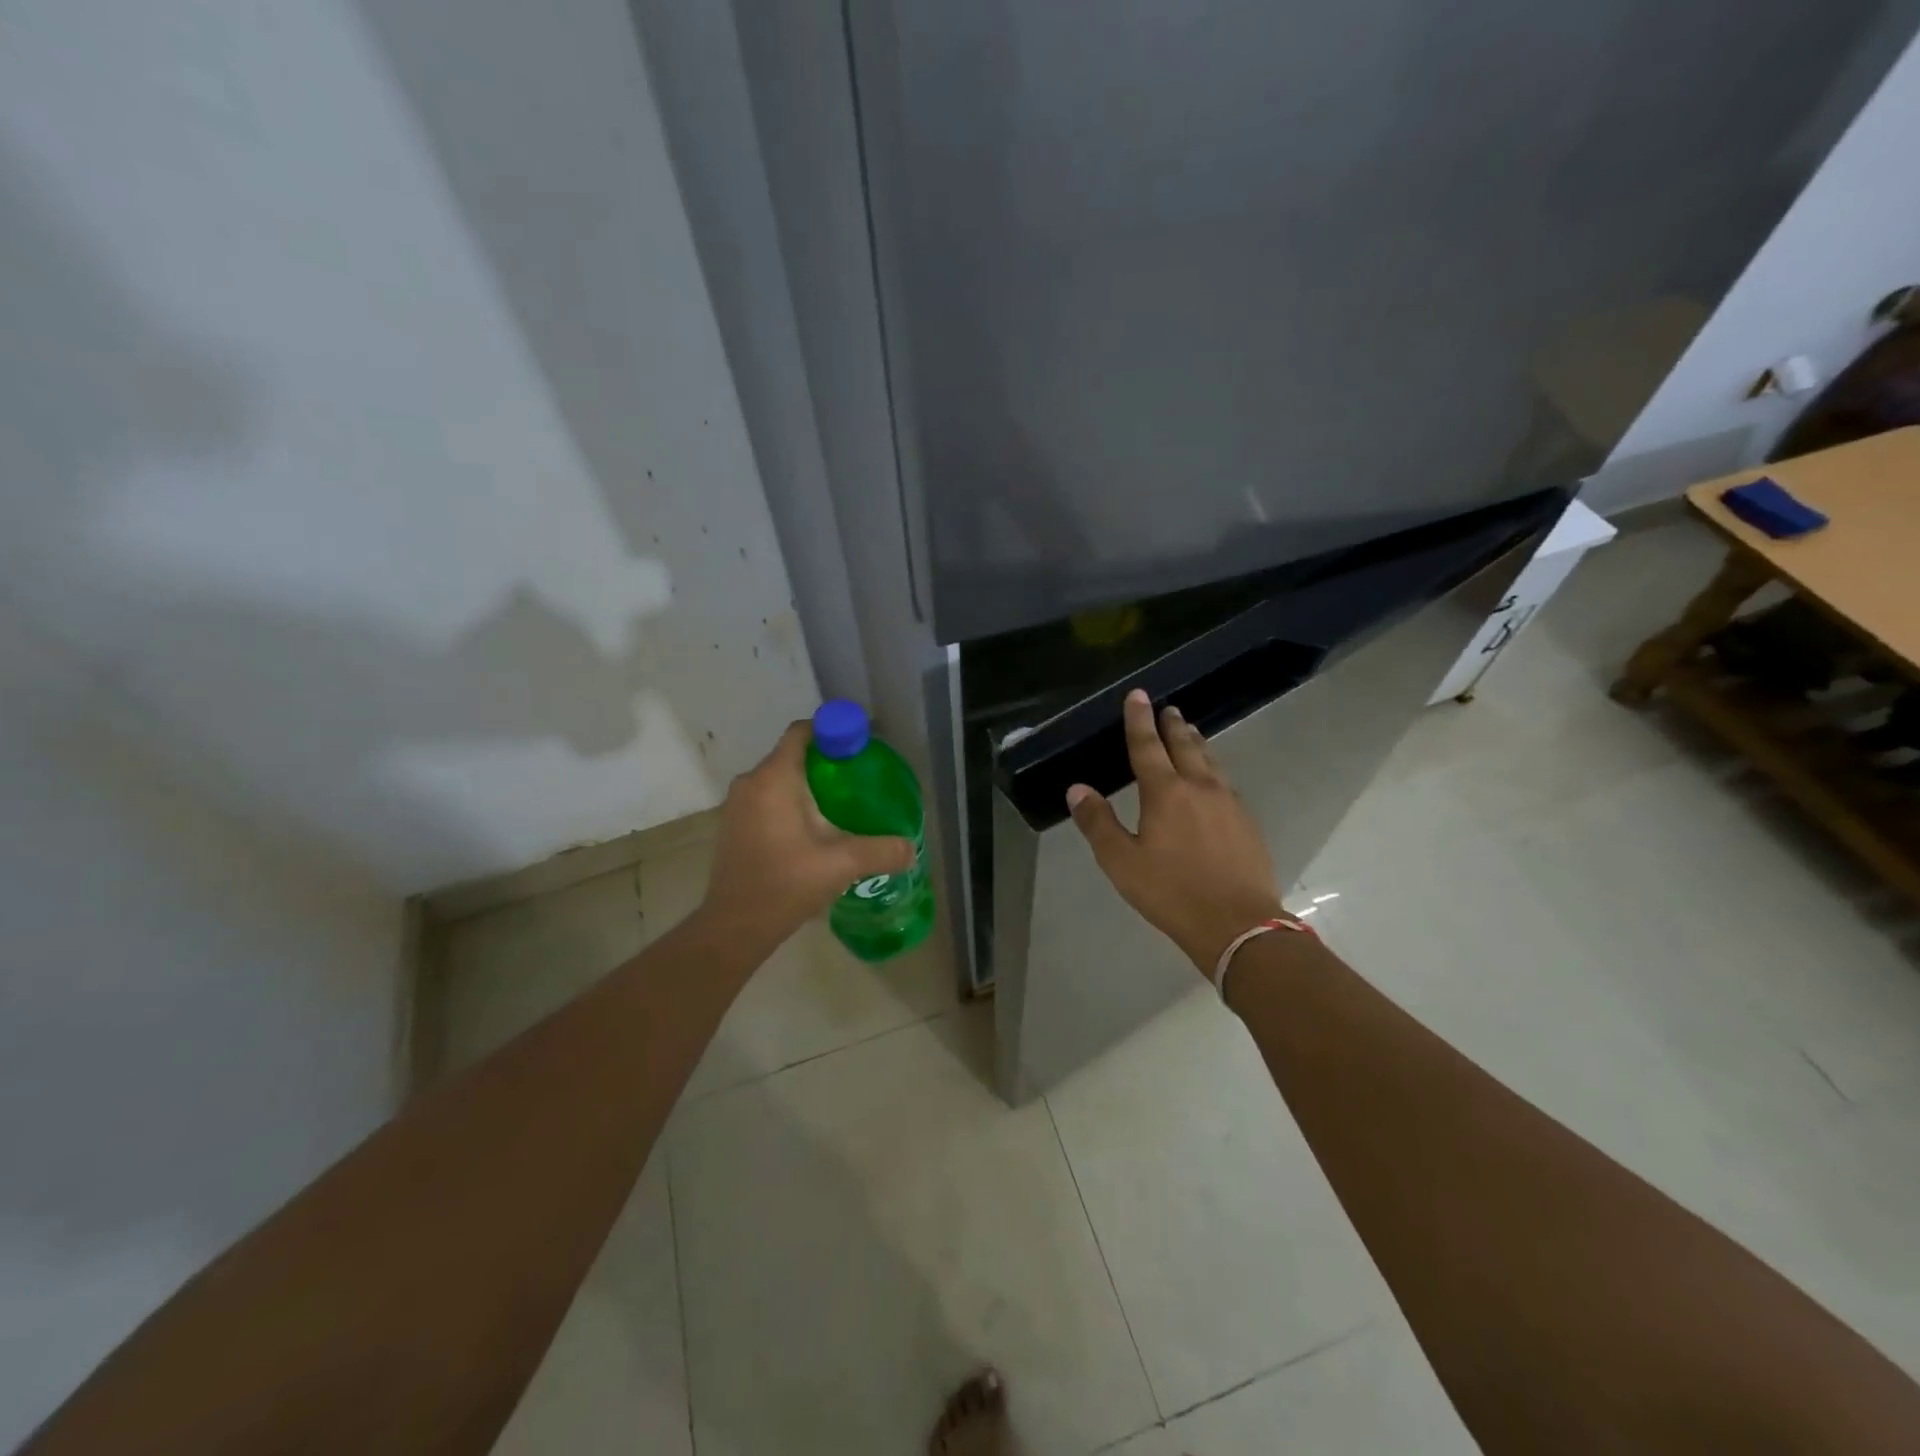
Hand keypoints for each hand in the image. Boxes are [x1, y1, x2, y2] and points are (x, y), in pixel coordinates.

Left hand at [699, 721, 914, 950]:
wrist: (733, 927)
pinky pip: (770, 798)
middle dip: (828, 760)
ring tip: (845, 803)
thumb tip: (911, 848)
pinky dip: (794, 801)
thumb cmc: (784, 885)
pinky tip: (818, 827)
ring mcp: (739, 805)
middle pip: (794, 754)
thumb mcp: (840, 865)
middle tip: (861, 778)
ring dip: (811, 784)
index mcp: (773, 779)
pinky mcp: (737, 826)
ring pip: (781, 778)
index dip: (832, 731)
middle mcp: (751, 783)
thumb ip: (880, 851)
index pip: (802, 732)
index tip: (860, 745)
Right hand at [1067, 689, 1285, 973]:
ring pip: (1210, 761)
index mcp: (1165, 793)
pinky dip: (1213, 768)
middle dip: (1172, 725)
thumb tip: (1077, 789)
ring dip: (1197, 743)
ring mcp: (1229, 803)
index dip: (1139, 720)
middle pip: (1184, 746)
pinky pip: (1225, 782)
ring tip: (1190, 732)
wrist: (1238, 924)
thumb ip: (1098, 823)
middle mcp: (1199, 787)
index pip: (1147, 746)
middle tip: (1168, 708)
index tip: (1138, 695)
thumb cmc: (1171, 892)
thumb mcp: (1121, 862)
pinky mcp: (1247, 822)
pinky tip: (1213, 779)